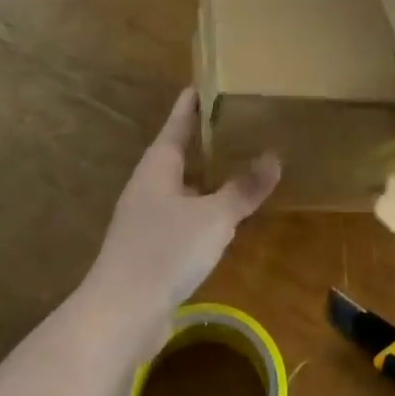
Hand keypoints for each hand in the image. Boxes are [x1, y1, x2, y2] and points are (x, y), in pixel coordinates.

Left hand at [85, 88, 279, 351]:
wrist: (120, 315)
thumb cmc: (164, 251)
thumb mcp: (214, 216)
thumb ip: (244, 188)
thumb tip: (274, 157)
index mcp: (159, 164)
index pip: (179, 119)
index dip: (196, 99)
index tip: (214, 79)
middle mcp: (151, 184)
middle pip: (182, 150)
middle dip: (210, 136)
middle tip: (244, 119)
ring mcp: (149, 216)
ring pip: (186, 184)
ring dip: (211, 174)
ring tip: (244, 161)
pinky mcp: (154, 246)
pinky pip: (186, 214)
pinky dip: (208, 206)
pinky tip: (229, 214)